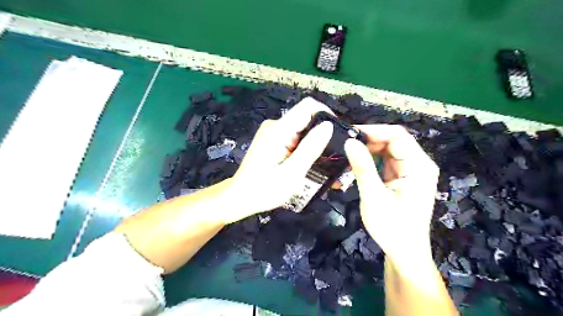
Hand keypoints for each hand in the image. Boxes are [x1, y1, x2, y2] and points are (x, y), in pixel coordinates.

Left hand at [225, 98, 335, 222]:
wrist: (240, 197)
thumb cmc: (264, 190)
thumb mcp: (291, 173)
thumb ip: (310, 149)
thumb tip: (328, 125)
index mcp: (278, 130)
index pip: (308, 107)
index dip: (327, 114)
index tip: (339, 134)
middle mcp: (276, 126)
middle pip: (307, 119)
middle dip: (324, 135)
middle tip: (337, 155)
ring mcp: (274, 133)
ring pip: (303, 130)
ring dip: (316, 144)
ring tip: (328, 163)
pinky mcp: (274, 140)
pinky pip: (296, 138)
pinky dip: (306, 149)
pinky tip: (313, 163)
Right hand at [344, 125, 439, 264]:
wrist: (404, 253)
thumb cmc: (392, 228)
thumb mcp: (374, 197)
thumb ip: (363, 168)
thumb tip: (349, 141)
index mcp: (419, 166)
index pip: (397, 136)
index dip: (373, 131)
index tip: (349, 133)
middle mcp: (418, 164)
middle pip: (393, 141)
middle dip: (369, 141)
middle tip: (344, 146)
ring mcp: (411, 171)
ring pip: (388, 150)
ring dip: (368, 151)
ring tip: (347, 155)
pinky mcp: (403, 178)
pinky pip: (386, 162)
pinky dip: (371, 161)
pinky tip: (357, 165)